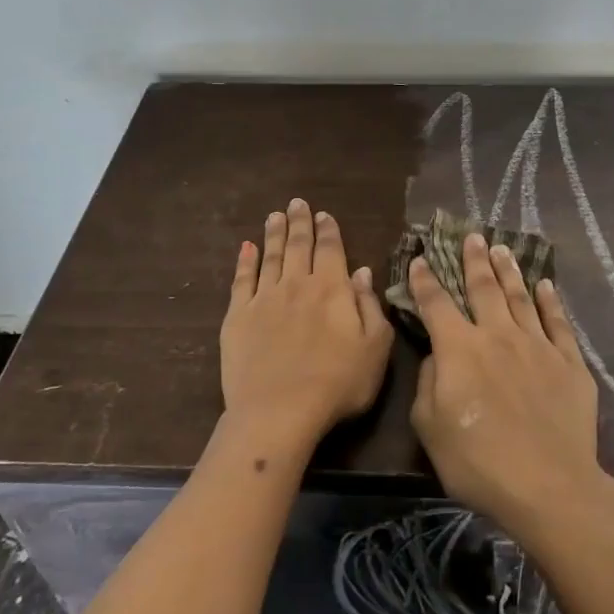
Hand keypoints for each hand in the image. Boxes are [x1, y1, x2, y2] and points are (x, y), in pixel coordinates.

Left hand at [220, 198, 394, 455]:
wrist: (279, 411)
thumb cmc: (337, 384)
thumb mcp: (375, 348)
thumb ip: (370, 306)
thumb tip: (362, 271)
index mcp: (332, 289)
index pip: (331, 250)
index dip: (328, 230)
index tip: (324, 214)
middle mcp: (297, 284)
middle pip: (298, 245)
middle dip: (299, 222)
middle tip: (297, 202)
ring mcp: (264, 298)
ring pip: (270, 256)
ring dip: (273, 234)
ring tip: (274, 215)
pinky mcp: (238, 316)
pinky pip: (241, 280)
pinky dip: (245, 261)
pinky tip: (246, 247)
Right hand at [407, 234, 613, 545]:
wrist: (548, 485)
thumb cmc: (477, 462)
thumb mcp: (430, 427)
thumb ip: (429, 382)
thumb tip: (438, 354)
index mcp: (460, 349)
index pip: (436, 304)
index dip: (425, 280)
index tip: (419, 258)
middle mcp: (498, 336)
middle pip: (483, 288)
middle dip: (473, 260)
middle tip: (471, 235)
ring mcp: (537, 346)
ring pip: (520, 297)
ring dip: (509, 271)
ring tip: (502, 248)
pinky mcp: (569, 363)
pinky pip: (558, 323)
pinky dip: (550, 301)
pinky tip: (546, 284)